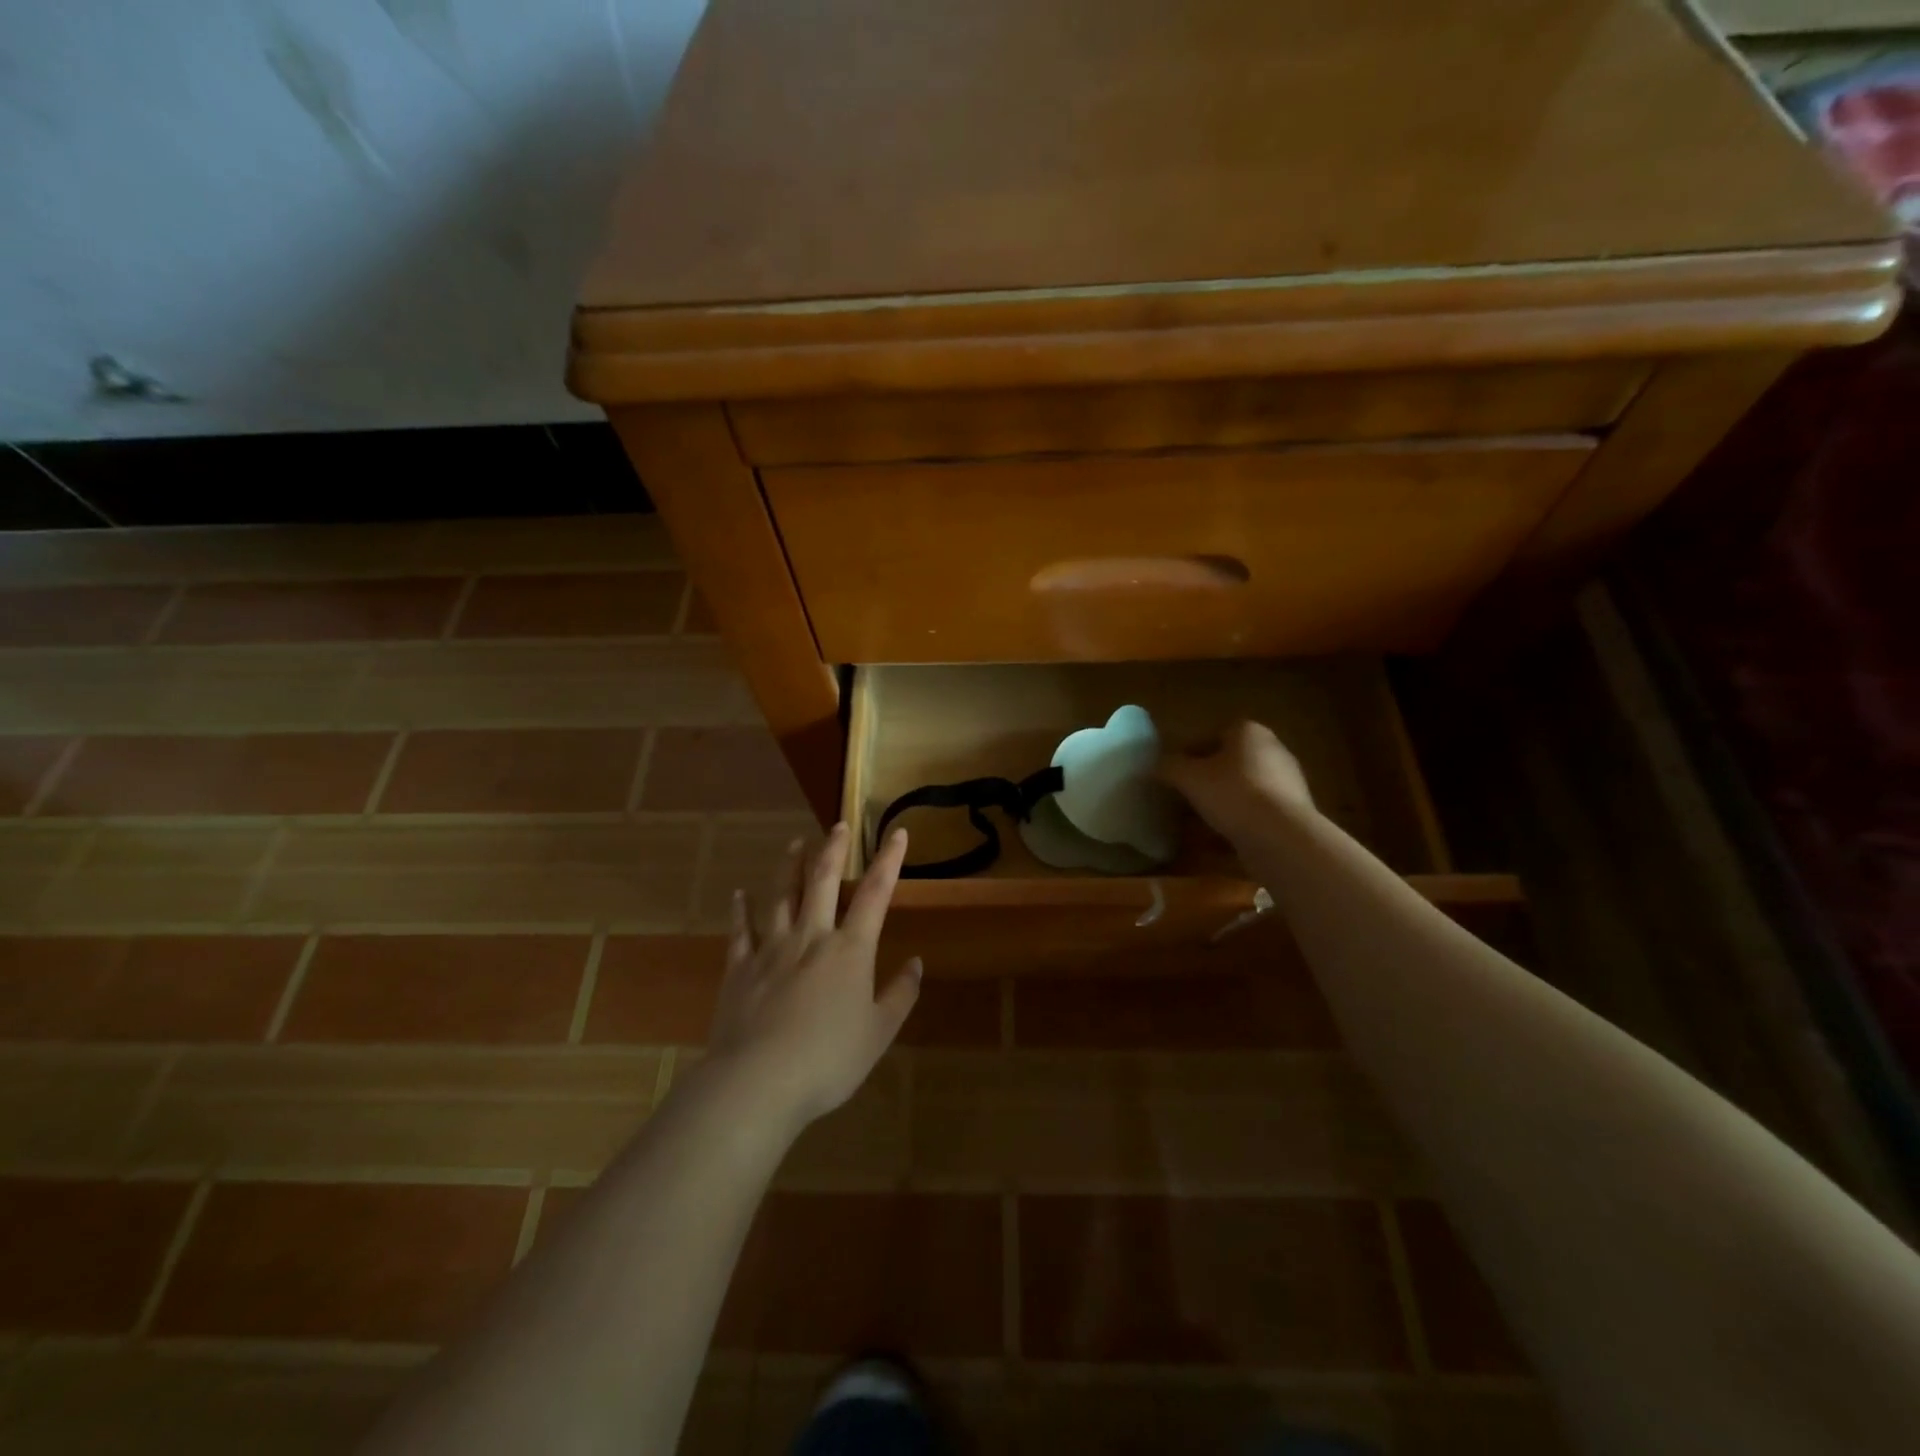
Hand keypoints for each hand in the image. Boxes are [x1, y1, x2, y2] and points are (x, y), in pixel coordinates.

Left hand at [705, 822, 919, 1132]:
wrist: (758, 1081)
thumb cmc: (828, 1060)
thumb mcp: (878, 1033)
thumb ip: (900, 995)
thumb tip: (916, 963)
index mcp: (850, 950)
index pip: (875, 894)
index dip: (889, 861)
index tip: (897, 833)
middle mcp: (811, 937)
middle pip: (822, 881)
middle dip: (833, 850)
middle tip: (837, 824)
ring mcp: (771, 949)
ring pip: (781, 896)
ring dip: (789, 866)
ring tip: (795, 843)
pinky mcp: (740, 968)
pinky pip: (741, 931)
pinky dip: (741, 910)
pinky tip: (739, 894)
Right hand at [1162, 720, 1317, 846]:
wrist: (1281, 837)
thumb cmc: (1232, 793)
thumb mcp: (1188, 777)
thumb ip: (1169, 767)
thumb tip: (1155, 766)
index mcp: (1249, 732)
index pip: (1211, 735)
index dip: (1188, 754)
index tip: (1173, 774)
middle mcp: (1272, 750)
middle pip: (1228, 763)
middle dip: (1204, 780)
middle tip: (1182, 798)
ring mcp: (1287, 782)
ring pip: (1241, 790)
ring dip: (1219, 804)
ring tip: (1195, 824)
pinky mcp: (1292, 812)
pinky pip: (1255, 813)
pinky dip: (1236, 822)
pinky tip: (1217, 841)